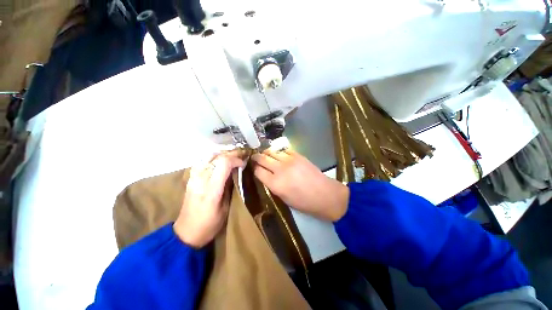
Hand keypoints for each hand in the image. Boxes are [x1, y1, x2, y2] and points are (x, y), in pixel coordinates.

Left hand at [174, 151, 243, 247]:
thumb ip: (230, 187)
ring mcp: (193, 177)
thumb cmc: (210, 224)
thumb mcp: (225, 208)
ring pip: (209, 156)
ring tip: (232, 158)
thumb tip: (236, 172)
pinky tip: (219, 162)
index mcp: (211, 189)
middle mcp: (201, 179)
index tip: (243, 164)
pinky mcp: (191, 178)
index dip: (236, 160)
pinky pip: (203, 161)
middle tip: (241, 157)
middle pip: (217, 157)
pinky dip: (214, 158)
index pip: (224, 163)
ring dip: (223, 154)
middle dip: (231, 154)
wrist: (186, 232)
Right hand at [251, 149, 348, 221]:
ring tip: (264, 155)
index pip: (258, 171)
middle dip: (256, 158)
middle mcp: (280, 169)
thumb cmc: (303, 202)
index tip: (253, 168)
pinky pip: (283, 150)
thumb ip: (272, 185)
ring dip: (266, 153)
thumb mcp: (283, 198)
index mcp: (275, 184)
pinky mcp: (298, 155)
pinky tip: (278, 155)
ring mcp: (290, 160)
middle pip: (262, 158)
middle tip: (254, 158)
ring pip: (271, 151)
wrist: (324, 194)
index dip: (254, 169)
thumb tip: (265, 175)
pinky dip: (278, 152)